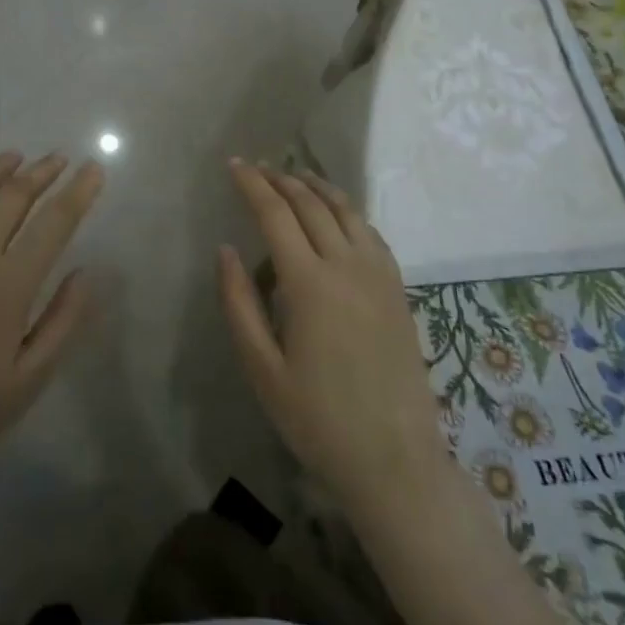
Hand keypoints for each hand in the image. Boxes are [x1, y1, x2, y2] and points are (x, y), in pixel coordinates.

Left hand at [0, 152, 105, 496]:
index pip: (53, 223)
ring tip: (19, 156)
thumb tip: (88, 271)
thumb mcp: (32, 377)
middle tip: (60, 159)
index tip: (94, 169)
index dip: (78, 192)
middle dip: (42, 172)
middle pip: (13, 196)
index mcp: (8, 285)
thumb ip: (64, 320)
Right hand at [218, 162, 450, 524]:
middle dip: (281, 180)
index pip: (276, 214)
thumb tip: (227, 250)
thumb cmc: (317, 419)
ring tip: (295, 176)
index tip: (234, 165)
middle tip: (258, 167)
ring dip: (317, 187)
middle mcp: (347, 266)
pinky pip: (371, 233)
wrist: (395, 460)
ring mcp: (379, 275)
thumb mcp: (262, 368)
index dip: (252, 185)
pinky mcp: (398, 290)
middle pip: (311, 204)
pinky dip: (348, 211)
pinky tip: (337, 214)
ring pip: (346, 211)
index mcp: (309, 283)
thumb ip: (239, 303)